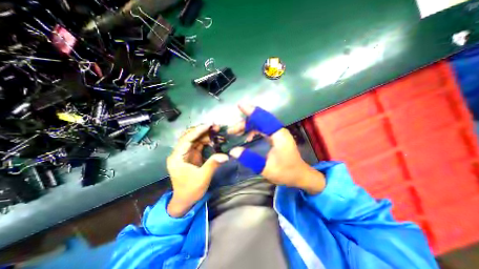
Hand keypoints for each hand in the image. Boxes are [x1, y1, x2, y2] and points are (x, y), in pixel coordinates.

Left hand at [167, 125, 229, 216]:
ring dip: (205, 135)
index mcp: (177, 157)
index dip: (197, 131)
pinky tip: (214, 140)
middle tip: (215, 127)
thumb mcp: (202, 178)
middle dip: (202, 130)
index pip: (186, 139)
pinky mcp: (192, 156)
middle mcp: (180, 153)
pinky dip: (206, 141)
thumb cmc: (190, 190)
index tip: (209, 125)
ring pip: (195, 139)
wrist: (185, 201)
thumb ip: (213, 164)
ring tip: (217, 132)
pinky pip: (199, 145)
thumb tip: (225, 155)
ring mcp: (186, 154)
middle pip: (190, 137)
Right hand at [228, 104, 325, 193]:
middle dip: (245, 123)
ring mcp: (278, 133)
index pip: (263, 118)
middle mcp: (278, 130)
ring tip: (236, 133)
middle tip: (231, 130)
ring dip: (248, 126)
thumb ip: (250, 159)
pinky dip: (253, 130)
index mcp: (278, 135)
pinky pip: (262, 129)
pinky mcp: (276, 136)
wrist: (300, 176)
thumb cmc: (286, 172)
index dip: (251, 111)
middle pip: (260, 120)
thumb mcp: (266, 168)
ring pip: (260, 124)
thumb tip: (233, 151)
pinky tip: (247, 137)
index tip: (240, 105)